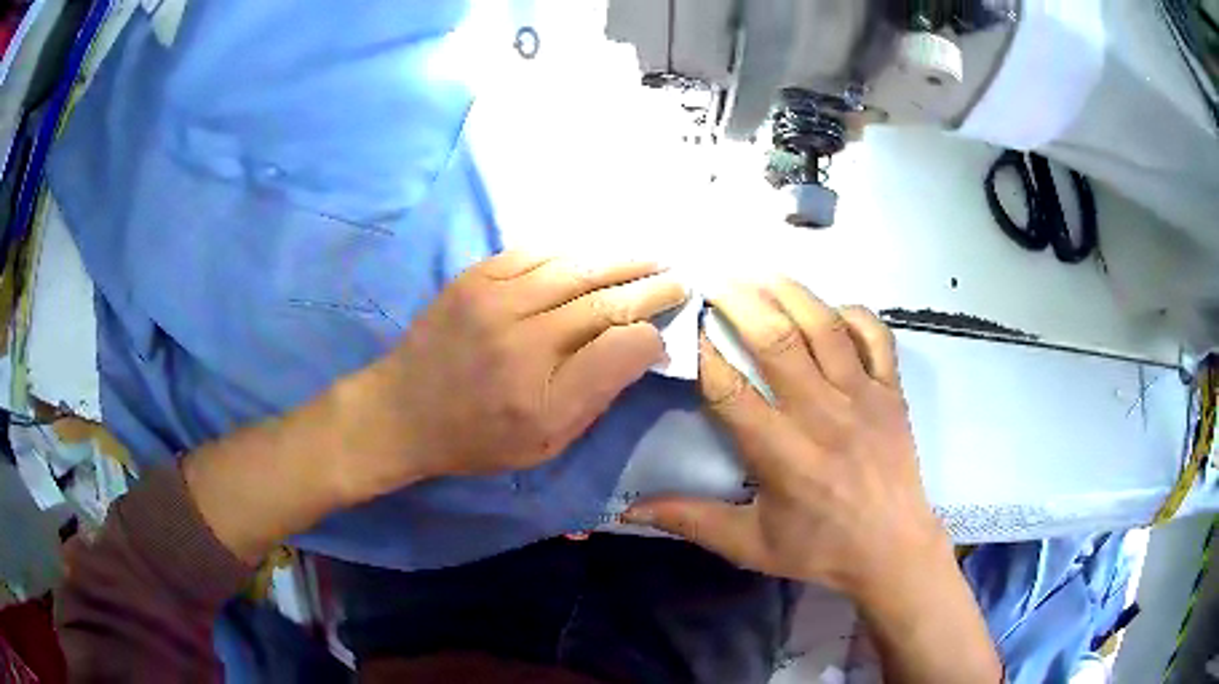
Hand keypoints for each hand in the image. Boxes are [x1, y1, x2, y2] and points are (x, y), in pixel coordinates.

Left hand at [344, 251, 687, 497]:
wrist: (402, 411)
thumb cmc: (477, 438)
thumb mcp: (544, 445)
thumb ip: (595, 398)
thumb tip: (637, 350)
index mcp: (545, 396)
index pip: (621, 348)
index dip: (650, 337)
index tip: (660, 336)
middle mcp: (524, 340)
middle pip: (605, 300)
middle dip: (651, 287)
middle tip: (679, 279)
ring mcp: (496, 300)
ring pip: (576, 268)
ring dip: (621, 260)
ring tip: (650, 257)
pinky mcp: (475, 278)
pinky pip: (536, 252)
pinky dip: (573, 250)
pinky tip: (594, 252)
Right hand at [623, 280, 947, 599]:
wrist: (893, 550)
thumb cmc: (821, 549)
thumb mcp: (751, 545)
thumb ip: (691, 521)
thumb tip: (627, 510)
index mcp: (781, 453)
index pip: (729, 388)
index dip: (702, 352)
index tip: (686, 325)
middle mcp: (821, 414)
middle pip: (776, 341)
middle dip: (740, 302)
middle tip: (714, 279)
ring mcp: (862, 396)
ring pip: (824, 327)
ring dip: (789, 292)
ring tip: (759, 272)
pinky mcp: (892, 391)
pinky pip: (876, 336)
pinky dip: (853, 313)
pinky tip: (831, 307)